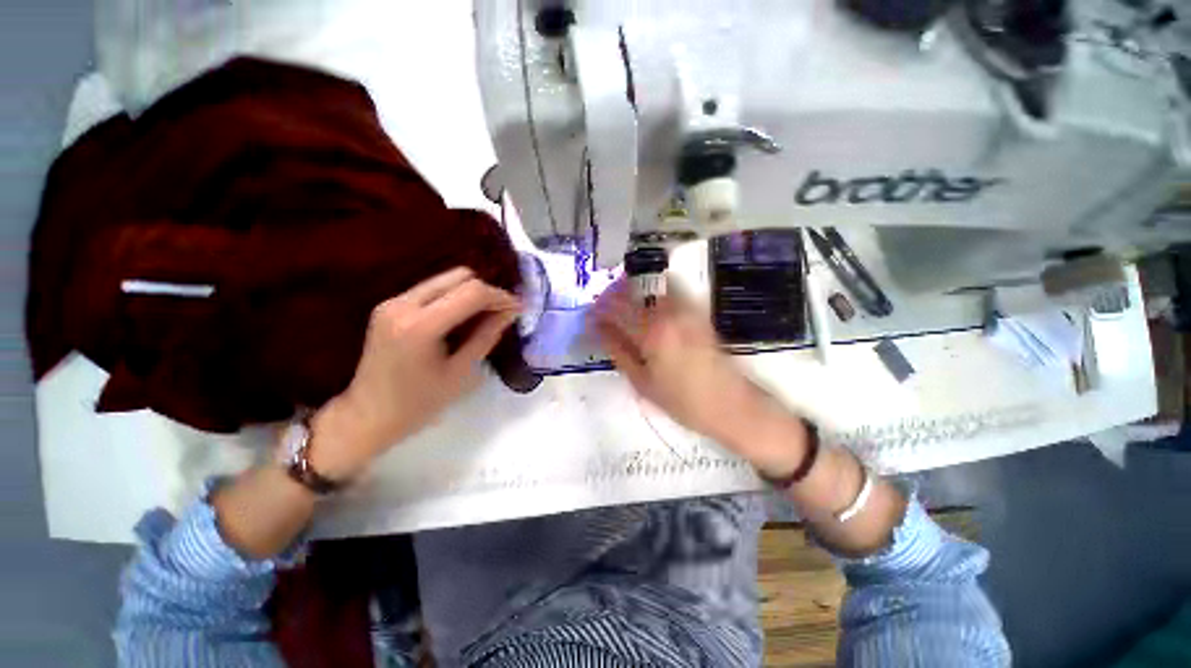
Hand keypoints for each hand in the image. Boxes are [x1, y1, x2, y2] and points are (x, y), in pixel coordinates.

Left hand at [310, 268, 520, 479]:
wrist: (367, 416)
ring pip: (445, 279)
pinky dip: (453, 297)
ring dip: (470, 292)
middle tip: (502, 312)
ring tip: (485, 315)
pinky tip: (462, 317)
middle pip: (459, 276)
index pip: (472, 292)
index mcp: (421, 326)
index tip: (518, 308)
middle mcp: (403, 304)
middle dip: (487, 291)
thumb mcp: (461, 372)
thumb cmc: (419, 403)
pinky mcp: (389, 305)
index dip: (500, 296)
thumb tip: (510, 312)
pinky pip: (432, 289)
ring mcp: (393, 302)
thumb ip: (487, 336)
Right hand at [591, 281, 759, 439]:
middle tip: (600, 308)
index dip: (597, 310)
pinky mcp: (697, 313)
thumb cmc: (682, 401)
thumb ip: (619, 352)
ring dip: (630, 291)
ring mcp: (686, 310)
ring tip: (620, 306)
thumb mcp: (642, 383)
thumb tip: (599, 329)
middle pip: (632, 291)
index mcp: (651, 332)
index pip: (615, 309)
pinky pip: (669, 292)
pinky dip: (651, 294)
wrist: (731, 405)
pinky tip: (646, 307)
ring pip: (649, 288)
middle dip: (611, 295)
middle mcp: (668, 313)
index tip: (588, 316)